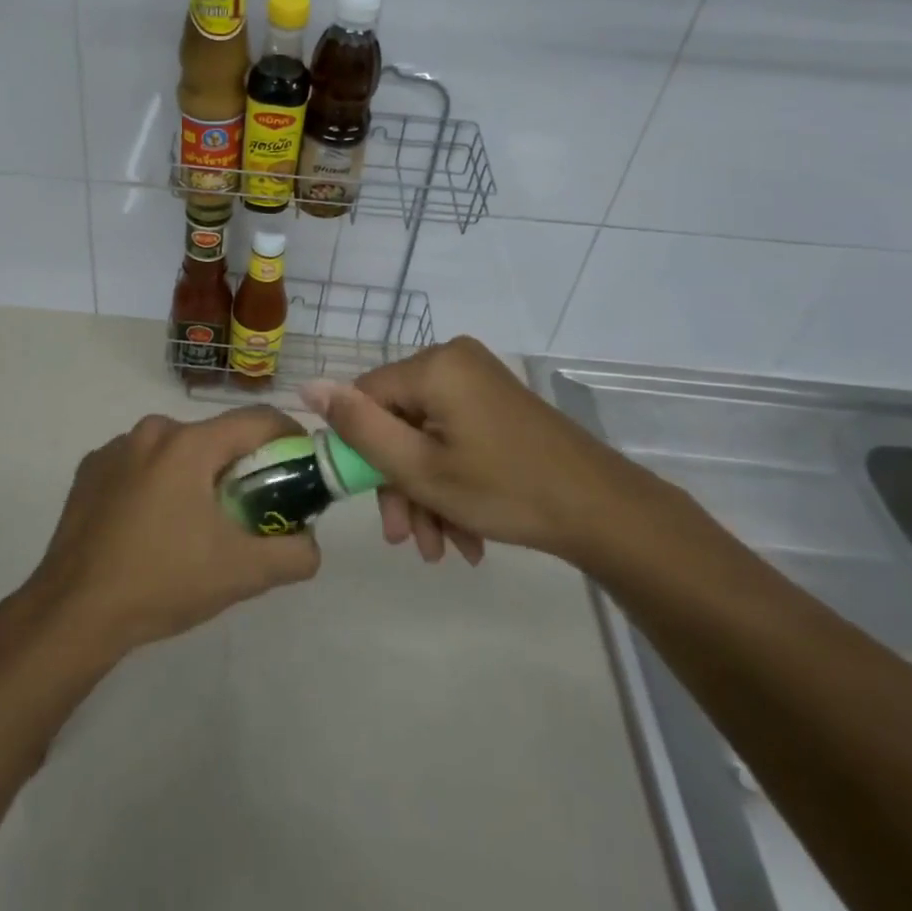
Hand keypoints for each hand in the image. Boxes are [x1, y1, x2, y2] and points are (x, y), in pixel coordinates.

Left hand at [22, 407, 320, 657]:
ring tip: (197, 525)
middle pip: (216, 437)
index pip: (257, 420)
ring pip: (177, 449)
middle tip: (251, 509)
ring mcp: (116, 447)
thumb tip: (311, 542)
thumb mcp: (241, 574)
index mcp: (189, 444)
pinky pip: (141, 464)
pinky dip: (158, 483)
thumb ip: (293, 555)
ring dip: (197, 475)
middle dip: (241, 466)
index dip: (289, 437)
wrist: (72, 613)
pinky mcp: (90, 468)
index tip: (301, 465)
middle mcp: (152, 431)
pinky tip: (151, 526)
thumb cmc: (162, 583)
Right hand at [301, 337, 667, 566]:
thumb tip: (307, 386)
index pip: (366, 398)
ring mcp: (479, 380)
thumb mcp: (420, 468)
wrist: (604, 511)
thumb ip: (359, 427)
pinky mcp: (497, 402)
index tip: (377, 509)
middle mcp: (453, 360)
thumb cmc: (506, 490)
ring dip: (427, 493)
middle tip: (411, 541)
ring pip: (427, 435)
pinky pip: (455, 436)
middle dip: (401, 485)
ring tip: (444, 550)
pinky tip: (466, 534)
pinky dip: (453, 481)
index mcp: (433, 366)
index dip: (363, 453)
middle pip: (399, 421)